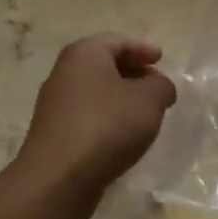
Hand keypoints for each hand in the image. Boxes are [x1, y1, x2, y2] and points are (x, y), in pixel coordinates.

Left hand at [16, 34, 177, 198]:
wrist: (59, 177)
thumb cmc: (107, 126)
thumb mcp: (149, 100)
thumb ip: (162, 86)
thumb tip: (159, 87)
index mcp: (84, 54)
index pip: (117, 41)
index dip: (142, 49)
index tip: (161, 59)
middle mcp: (64, 73)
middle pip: (104, 64)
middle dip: (133, 73)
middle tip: (156, 86)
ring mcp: (55, 104)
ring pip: (96, 91)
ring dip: (121, 98)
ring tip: (145, 114)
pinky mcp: (55, 132)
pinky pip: (88, 115)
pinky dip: (108, 118)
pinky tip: (124, 136)